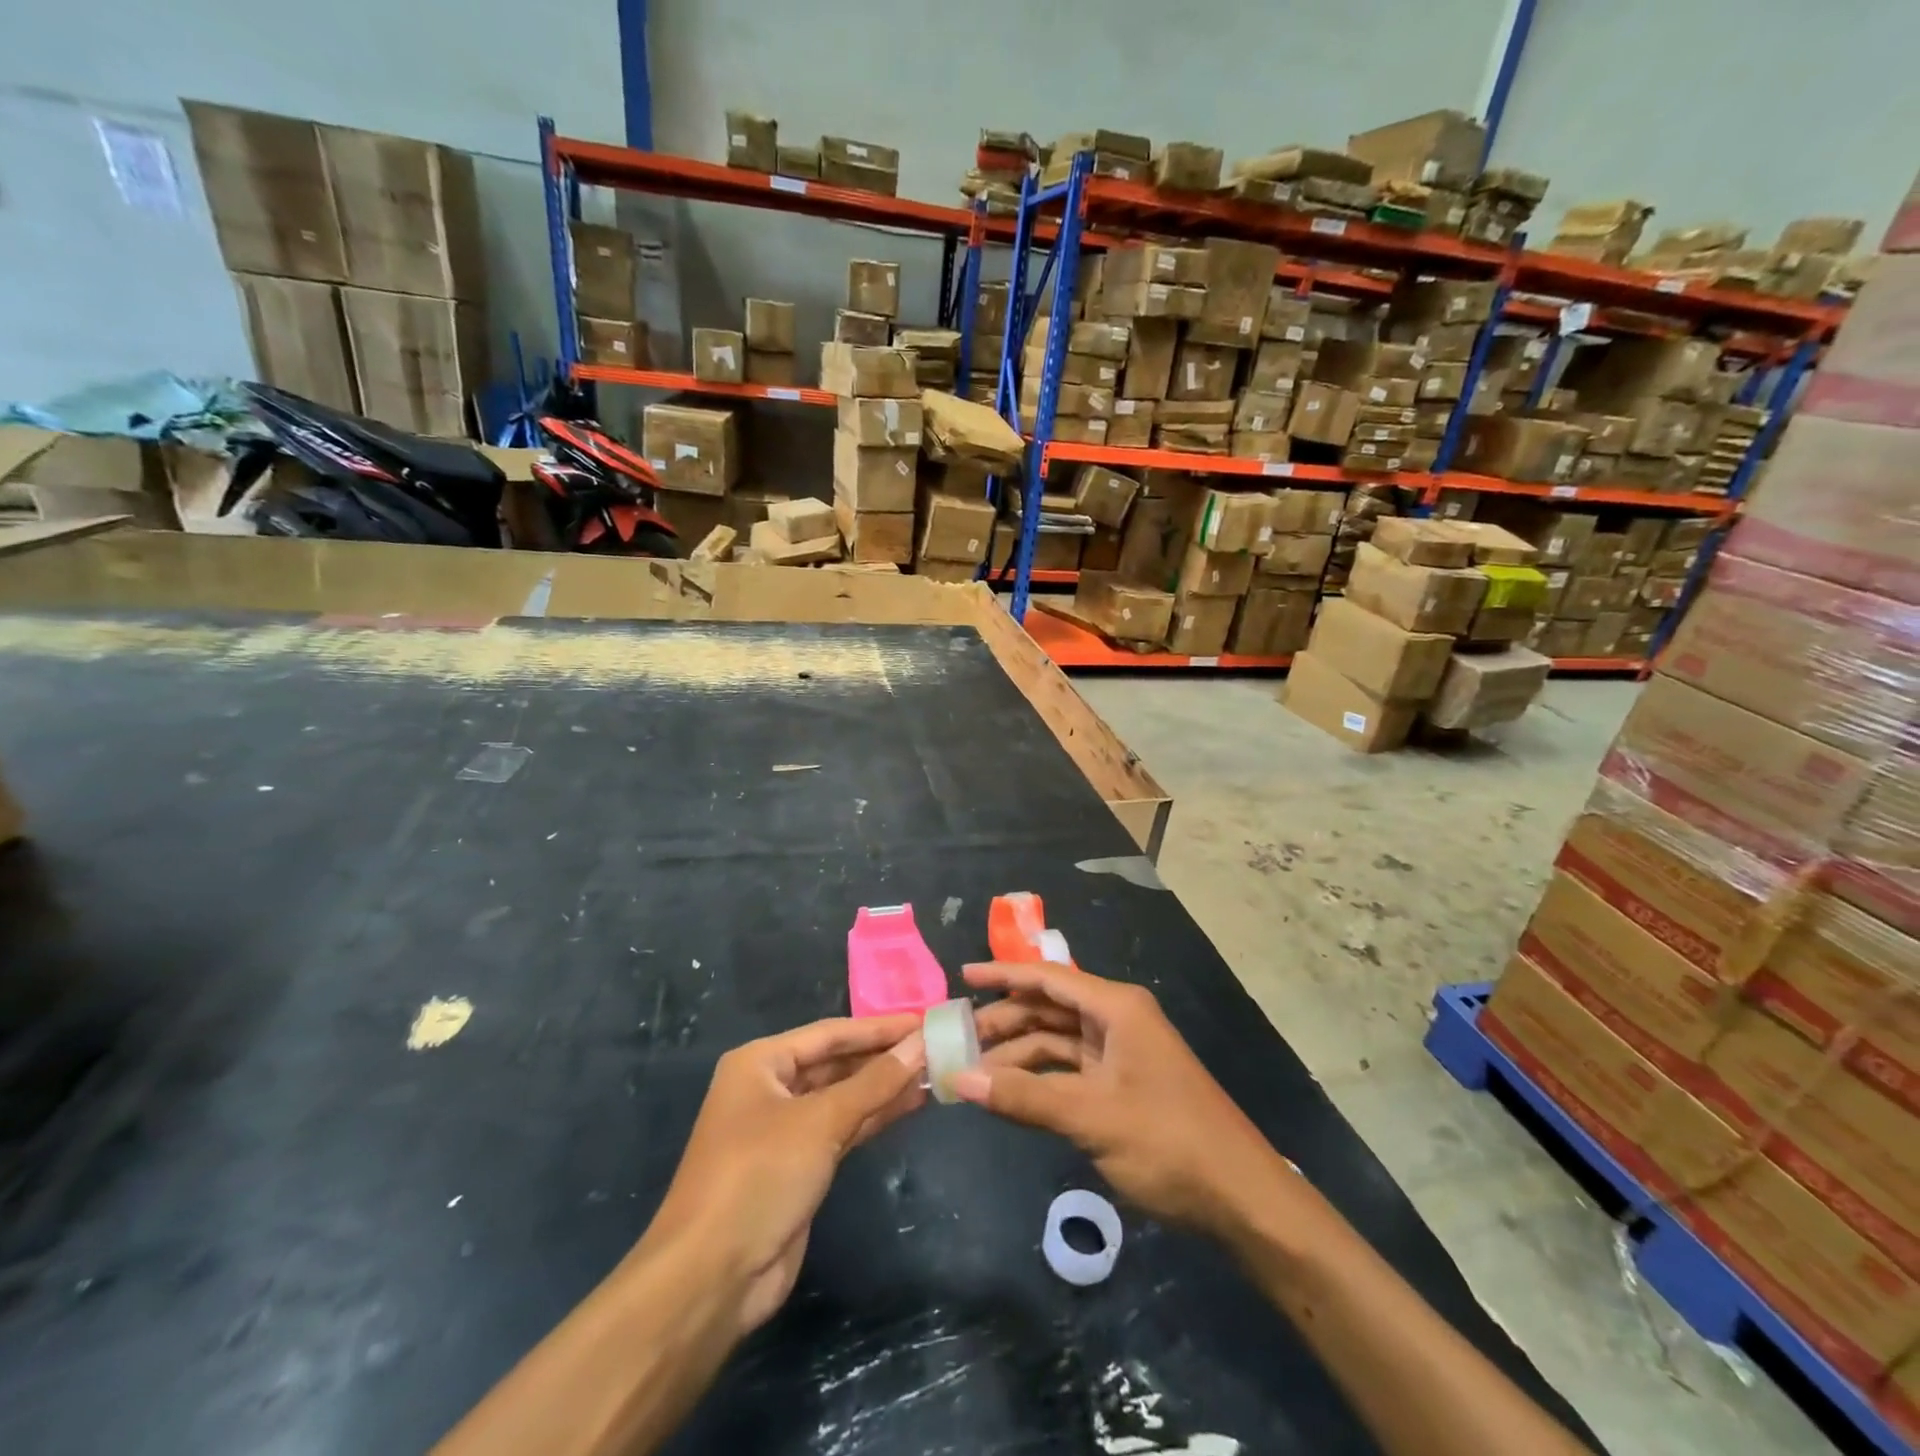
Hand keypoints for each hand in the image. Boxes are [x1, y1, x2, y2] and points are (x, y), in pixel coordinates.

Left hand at [639, 1015, 925, 1334]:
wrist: (711, 1278)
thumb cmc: (759, 1176)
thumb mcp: (820, 1122)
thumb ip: (875, 1082)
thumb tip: (922, 1043)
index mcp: (761, 1062)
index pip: (831, 1032)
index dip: (880, 1027)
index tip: (926, 1020)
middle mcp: (770, 1087)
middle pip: (837, 1062)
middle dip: (884, 1057)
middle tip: (936, 1046)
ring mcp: (784, 1129)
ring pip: (843, 1096)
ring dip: (884, 1087)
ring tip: (934, 1072)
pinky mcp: (798, 1166)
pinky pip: (842, 1128)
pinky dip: (874, 1116)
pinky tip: (911, 1104)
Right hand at [957, 962, 1295, 1237]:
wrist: (1240, 1198)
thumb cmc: (1168, 1142)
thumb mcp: (1091, 1117)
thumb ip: (1024, 1097)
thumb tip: (961, 1080)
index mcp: (1116, 1008)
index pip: (1048, 978)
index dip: (1003, 975)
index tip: (962, 976)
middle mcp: (1117, 1020)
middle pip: (1049, 1009)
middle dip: (1005, 1021)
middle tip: (957, 1038)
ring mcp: (1121, 1053)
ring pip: (1057, 1041)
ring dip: (1018, 1054)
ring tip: (974, 1070)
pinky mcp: (1122, 1085)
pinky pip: (1070, 1069)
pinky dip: (1040, 1078)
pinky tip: (1010, 1092)